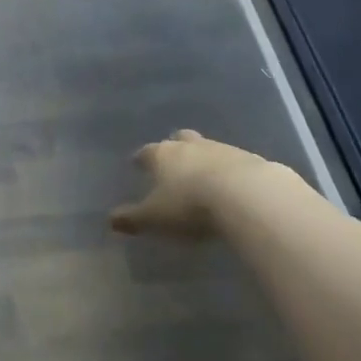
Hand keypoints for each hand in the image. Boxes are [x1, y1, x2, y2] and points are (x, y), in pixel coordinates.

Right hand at [110, 130, 284, 240]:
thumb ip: (132, 219)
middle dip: (174, 148)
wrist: (246, 195)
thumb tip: (110, 220)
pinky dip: (228, 171)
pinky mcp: (249, 159)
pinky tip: (231, 186)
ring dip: (204, 159)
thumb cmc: (190, 205)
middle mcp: (190, 146)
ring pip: (207, 148)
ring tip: (203, 177)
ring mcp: (222, 149)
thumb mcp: (155, 218)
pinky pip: (233, 162)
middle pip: (179, 140)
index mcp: (163, 155)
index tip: (137, 163)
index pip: (147, 152)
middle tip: (173, 162)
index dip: (141, 159)